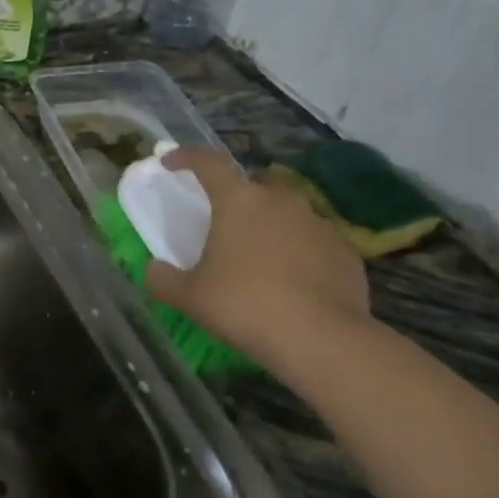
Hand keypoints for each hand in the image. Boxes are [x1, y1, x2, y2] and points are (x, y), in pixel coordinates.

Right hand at [144, 149, 371, 370]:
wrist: (320, 339)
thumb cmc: (244, 306)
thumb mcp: (189, 297)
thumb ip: (163, 279)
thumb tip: (154, 269)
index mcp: (239, 201)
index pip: (208, 164)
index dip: (186, 158)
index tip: (169, 162)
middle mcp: (281, 201)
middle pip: (254, 185)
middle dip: (237, 196)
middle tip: (223, 222)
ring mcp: (318, 223)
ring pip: (287, 212)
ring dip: (270, 224)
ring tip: (258, 256)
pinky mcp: (344, 250)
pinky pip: (312, 241)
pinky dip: (298, 251)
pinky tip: (291, 281)